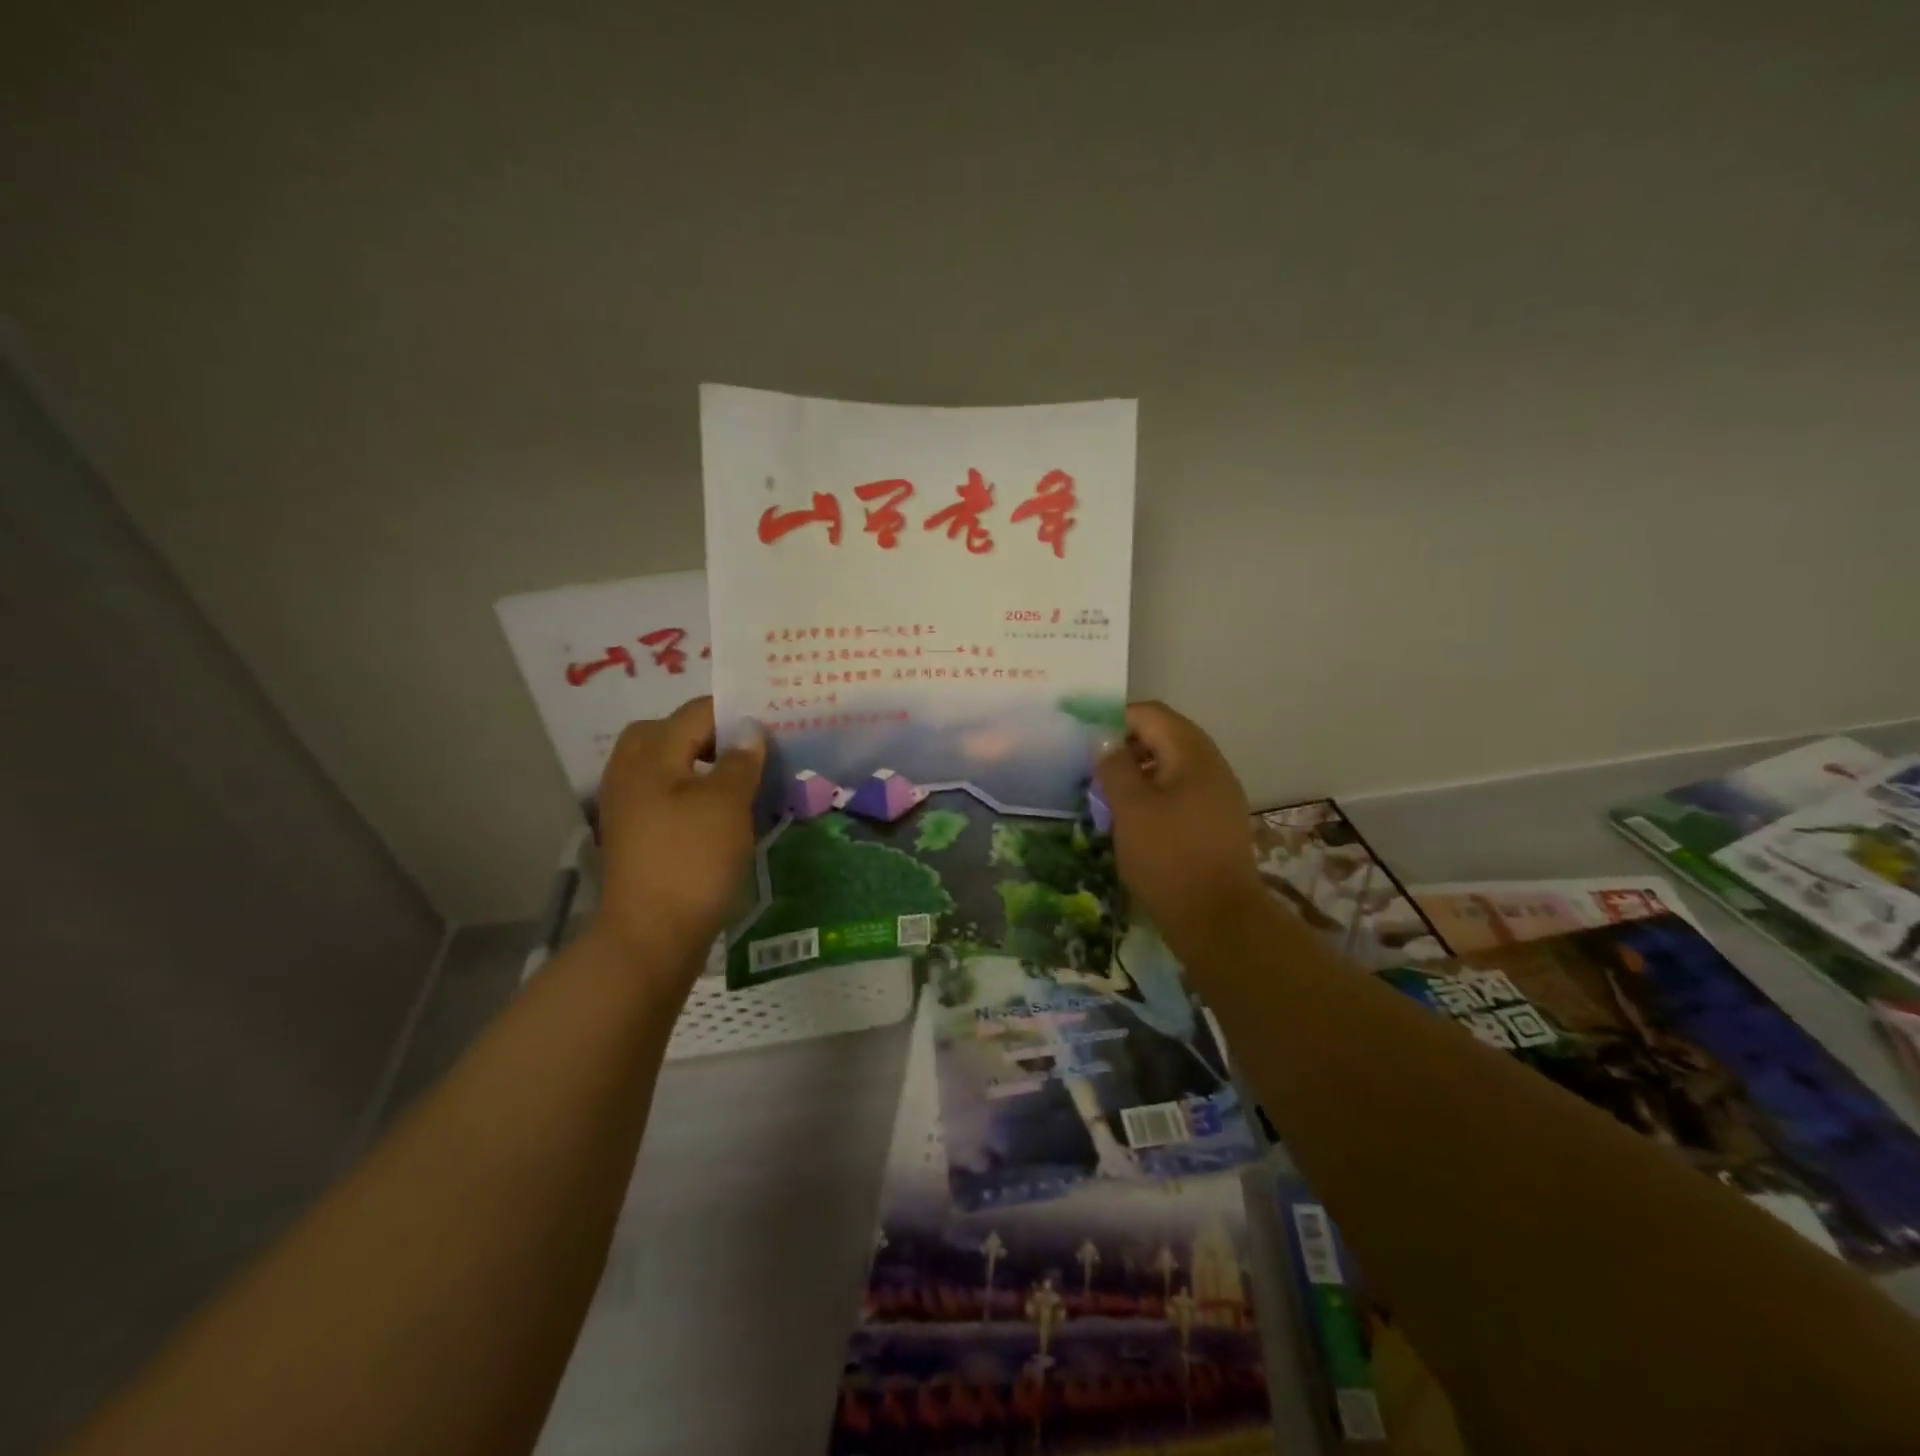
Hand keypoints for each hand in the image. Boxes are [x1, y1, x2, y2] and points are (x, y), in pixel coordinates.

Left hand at [588, 698, 764, 992]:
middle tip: (752, 751)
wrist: (651, 935)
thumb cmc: (692, 860)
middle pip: (672, 732)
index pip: (697, 712)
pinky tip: (722, 812)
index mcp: (650, 754)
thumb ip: (741, 761)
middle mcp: (630, 770)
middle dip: (713, 736)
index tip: (774, 725)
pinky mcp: (635, 833)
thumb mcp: (727, 805)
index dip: (736, 713)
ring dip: (703, 764)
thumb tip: (750, 729)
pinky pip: (665, 793)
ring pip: (668, 764)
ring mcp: (628, 804)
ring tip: (743, 780)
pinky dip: (693, 792)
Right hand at [1095, 701, 1267, 961]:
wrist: (1218, 919)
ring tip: (1109, 795)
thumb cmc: (1168, 857)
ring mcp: (1219, 794)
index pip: (1151, 714)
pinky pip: (1182, 791)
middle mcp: (1212, 766)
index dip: (1115, 719)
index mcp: (1192, 754)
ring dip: (1140, 771)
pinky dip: (1156, 794)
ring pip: (1173, 765)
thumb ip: (1114, 767)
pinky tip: (1135, 819)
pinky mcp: (1217, 821)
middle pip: (1165, 736)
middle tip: (1095, 769)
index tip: (1085, 741)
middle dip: (1127, 746)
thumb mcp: (1130, 809)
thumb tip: (1104, 740)